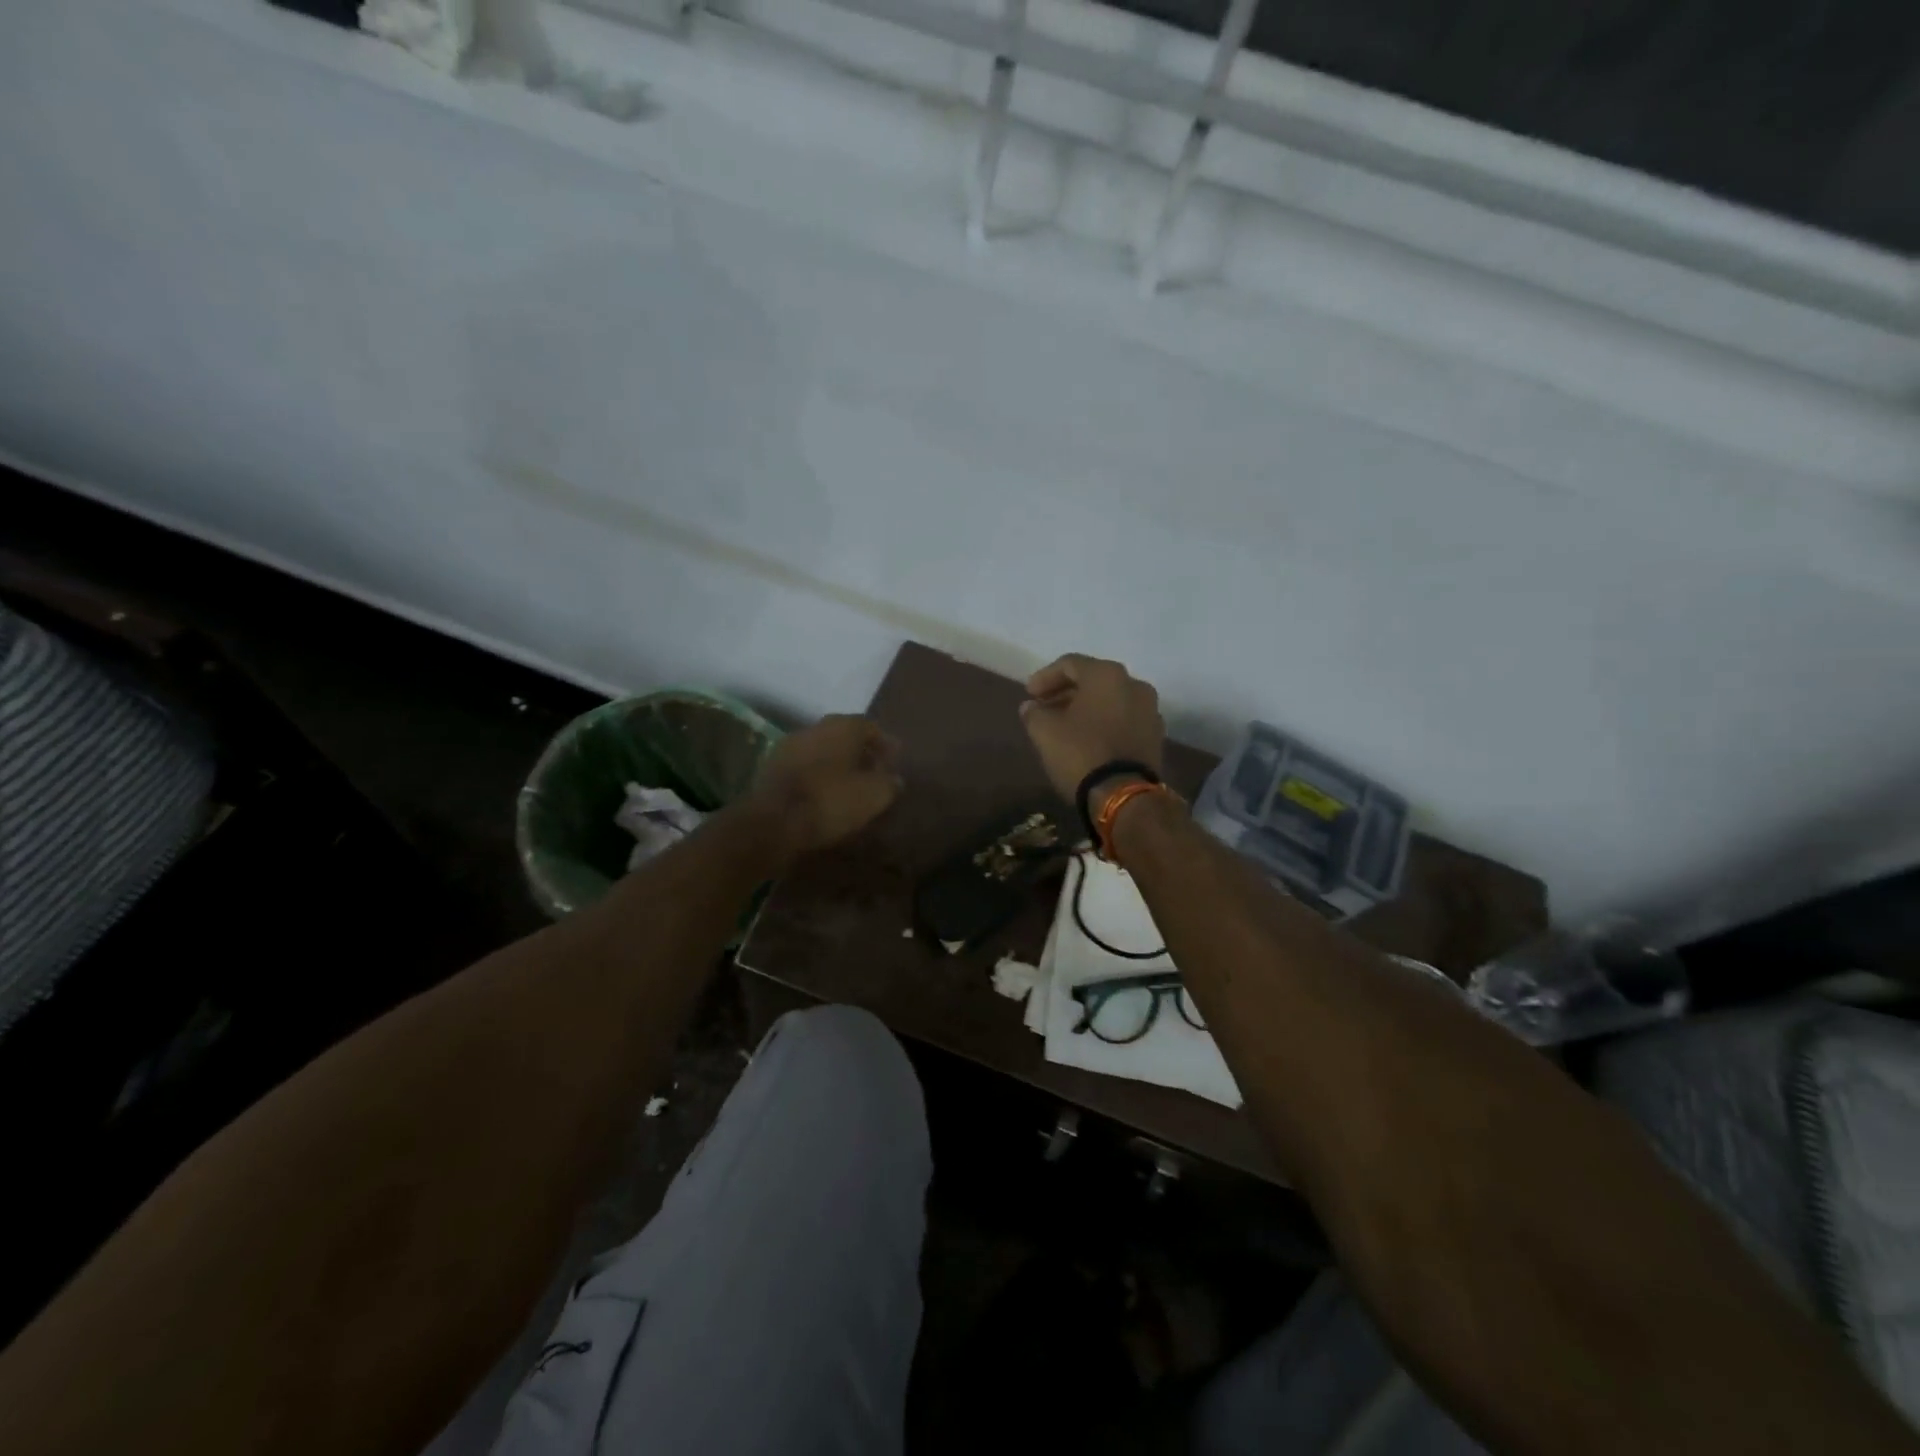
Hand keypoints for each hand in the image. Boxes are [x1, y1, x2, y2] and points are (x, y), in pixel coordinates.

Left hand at [749, 714, 903, 860]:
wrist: (772, 823)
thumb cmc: (830, 801)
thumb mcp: (873, 795)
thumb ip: (889, 783)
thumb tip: (894, 779)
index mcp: (841, 726)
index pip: (869, 726)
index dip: (884, 743)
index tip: (894, 761)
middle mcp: (813, 728)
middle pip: (843, 736)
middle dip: (860, 753)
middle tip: (874, 772)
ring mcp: (787, 747)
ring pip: (821, 751)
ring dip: (836, 765)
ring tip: (850, 787)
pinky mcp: (770, 770)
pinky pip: (803, 768)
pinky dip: (817, 778)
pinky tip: (824, 796)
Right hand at [1018, 653, 1164, 808]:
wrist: (1124, 796)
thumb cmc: (1081, 753)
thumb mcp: (1045, 731)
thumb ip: (1034, 713)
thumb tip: (1031, 707)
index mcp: (1107, 675)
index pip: (1070, 664)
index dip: (1045, 677)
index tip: (1029, 695)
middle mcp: (1134, 684)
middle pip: (1093, 680)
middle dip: (1066, 692)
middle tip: (1044, 707)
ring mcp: (1150, 710)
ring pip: (1110, 700)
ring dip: (1086, 708)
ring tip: (1063, 725)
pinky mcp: (1155, 736)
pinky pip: (1124, 719)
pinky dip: (1104, 723)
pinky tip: (1087, 739)